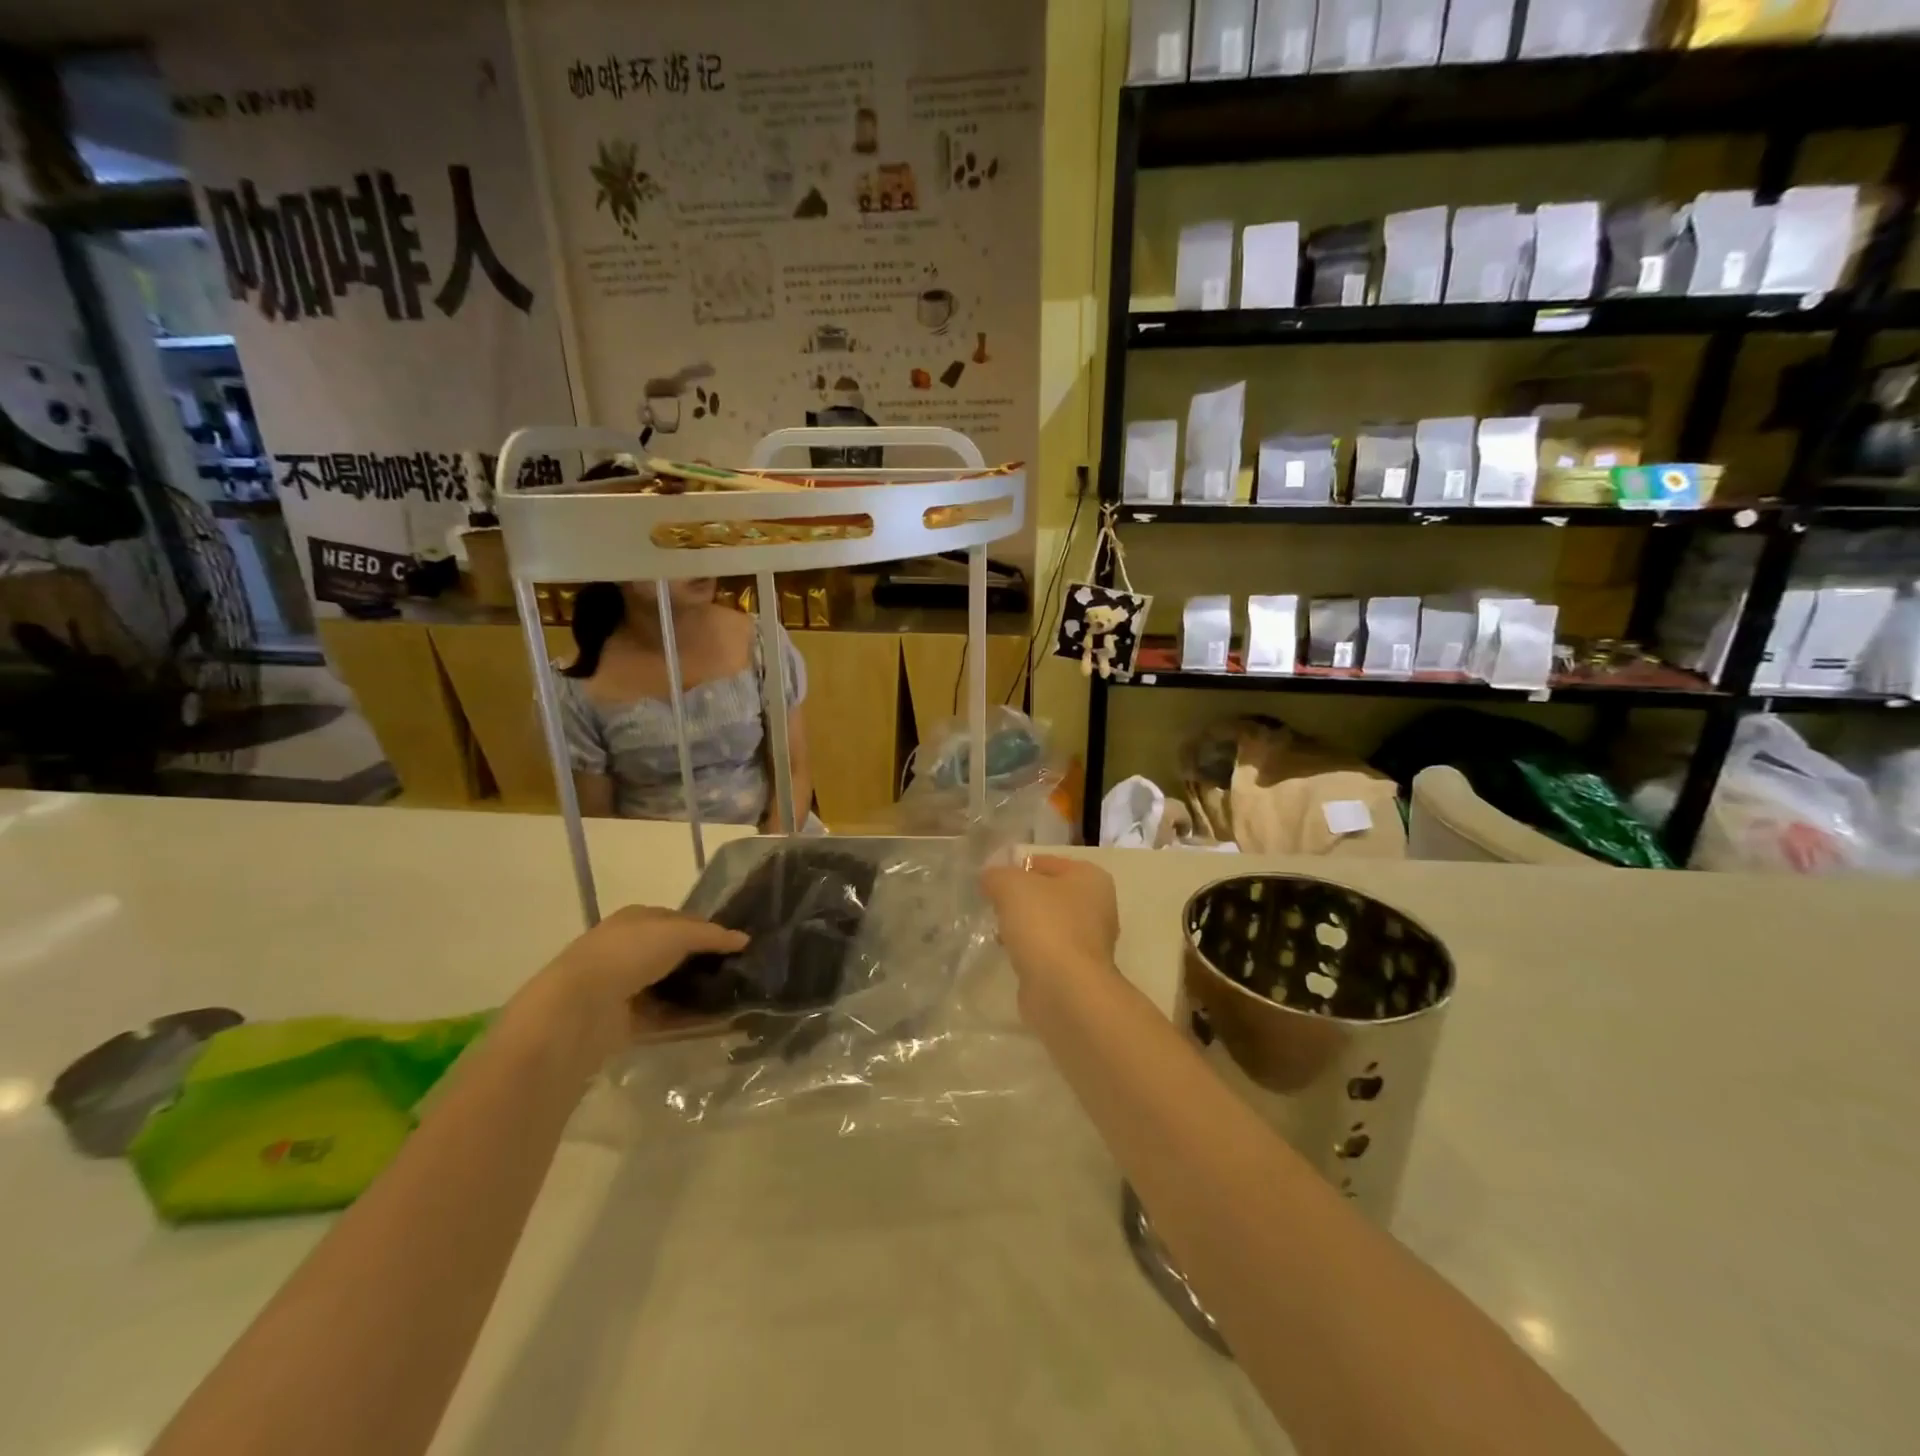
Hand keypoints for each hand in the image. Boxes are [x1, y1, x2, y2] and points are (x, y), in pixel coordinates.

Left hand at [521, 905, 746, 1060]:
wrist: (579, 1007)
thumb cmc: (628, 954)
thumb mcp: (677, 933)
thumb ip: (712, 935)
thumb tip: (744, 939)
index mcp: (636, 919)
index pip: (679, 920)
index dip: (707, 929)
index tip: (736, 943)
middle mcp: (629, 949)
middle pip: (675, 955)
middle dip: (704, 963)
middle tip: (740, 972)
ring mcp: (625, 986)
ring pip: (671, 988)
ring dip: (699, 994)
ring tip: (734, 999)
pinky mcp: (626, 1021)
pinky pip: (666, 1018)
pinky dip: (689, 1020)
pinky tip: (718, 1024)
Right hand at [979, 855, 1119, 985]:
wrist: (1064, 990)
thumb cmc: (1044, 925)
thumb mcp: (1011, 885)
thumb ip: (997, 875)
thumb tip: (990, 878)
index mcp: (1091, 878)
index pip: (1047, 862)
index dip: (1017, 867)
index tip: (992, 879)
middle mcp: (1097, 907)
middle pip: (1048, 894)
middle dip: (1020, 898)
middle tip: (992, 904)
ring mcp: (1090, 942)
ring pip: (1047, 924)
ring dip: (1023, 926)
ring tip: (998, 930)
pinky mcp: (1077, 971)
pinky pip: (1046, 950)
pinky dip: (1029, 951)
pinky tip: (1010, 954)